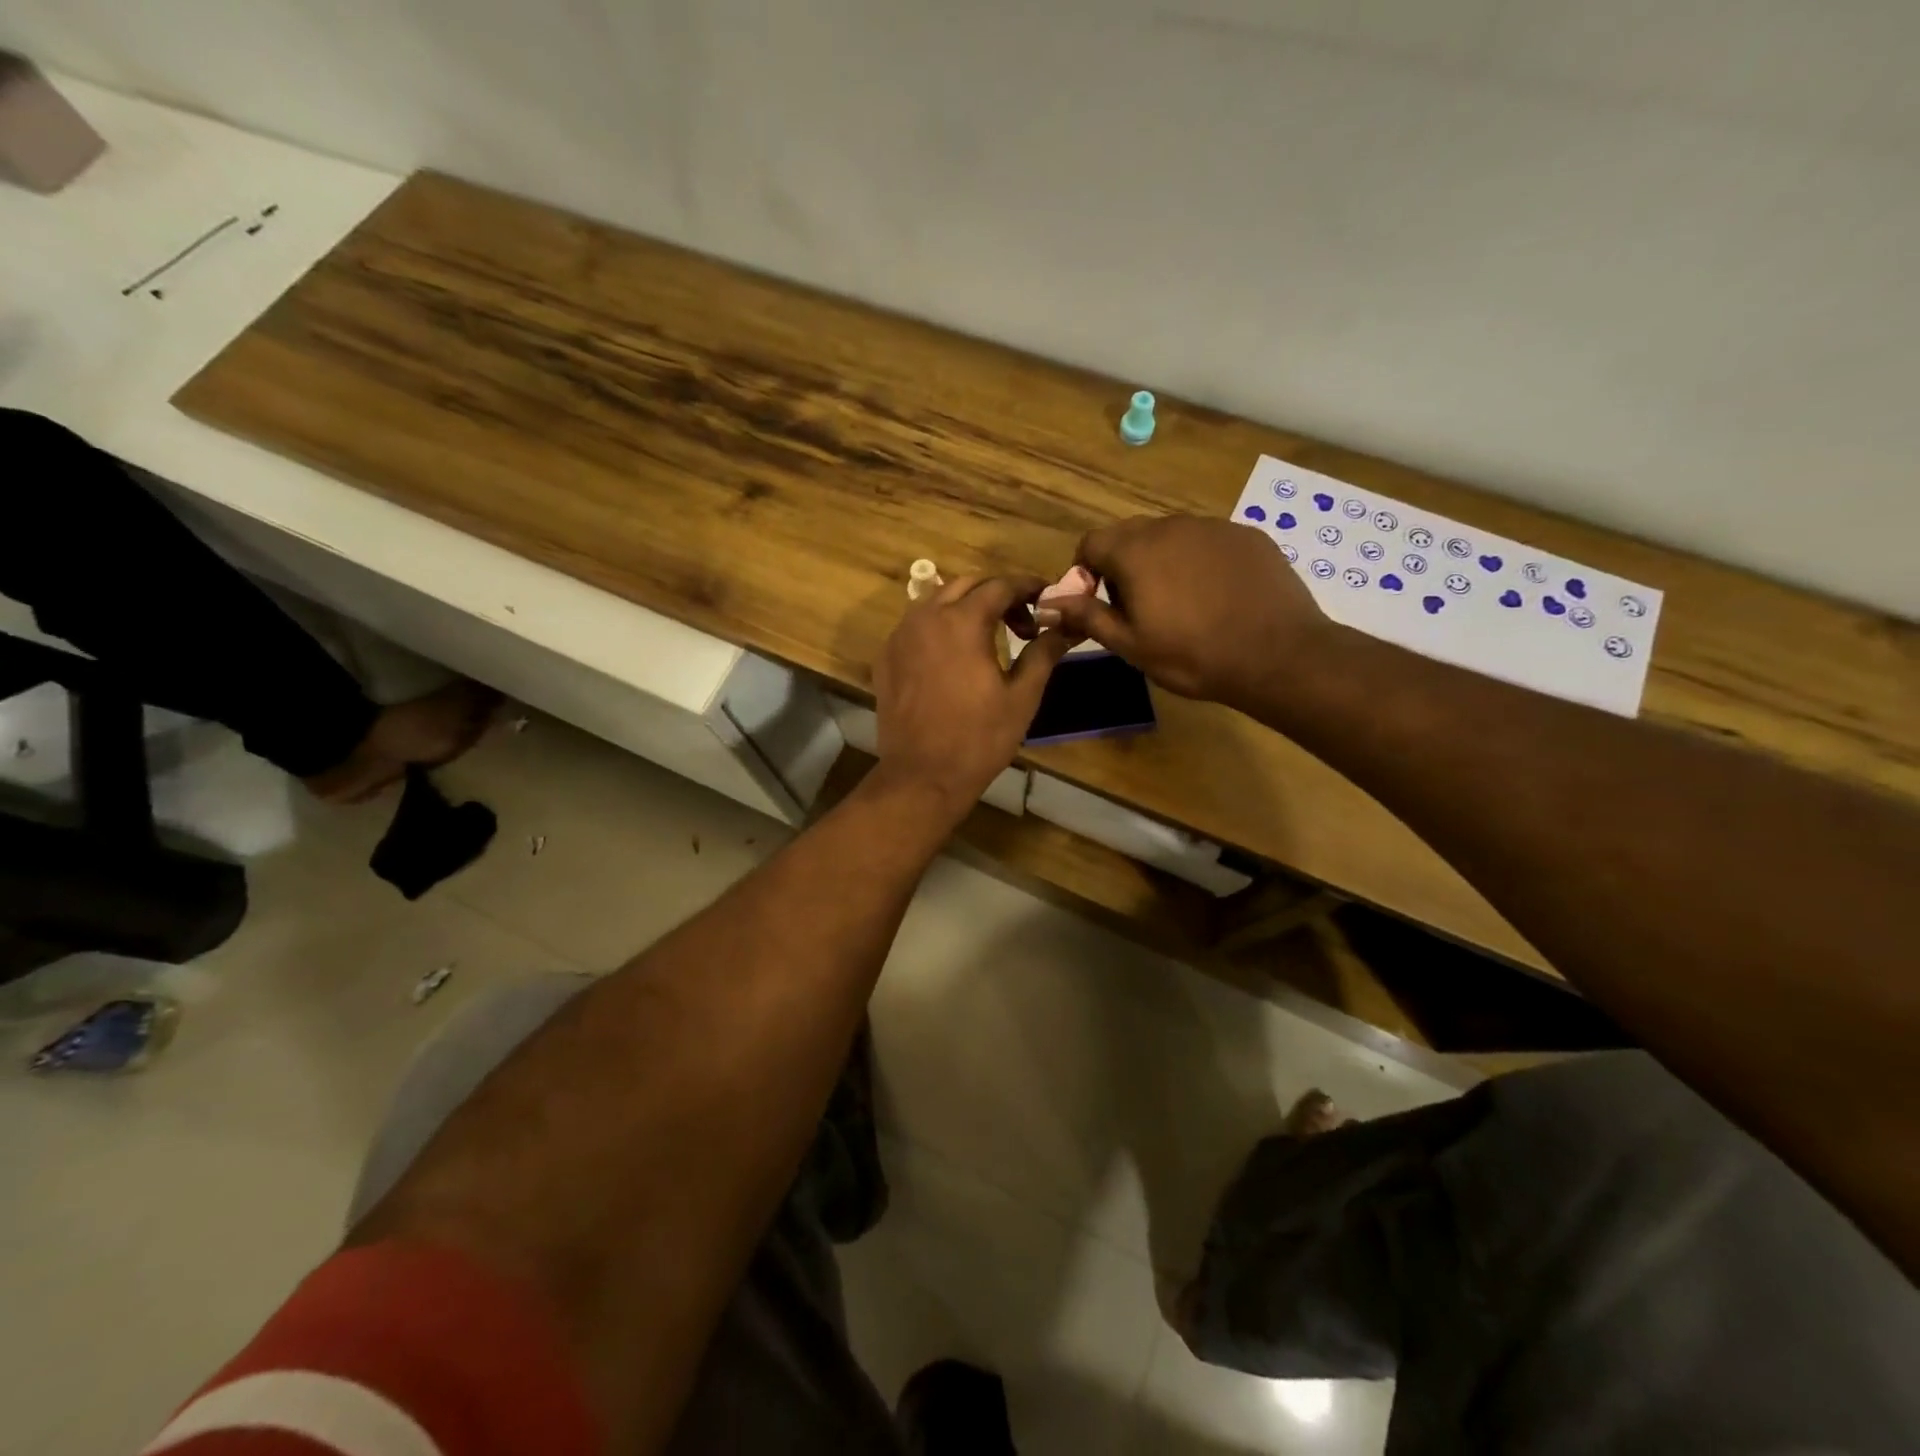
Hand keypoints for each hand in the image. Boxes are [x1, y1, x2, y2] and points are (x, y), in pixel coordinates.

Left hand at [874, 574, 1074, 815]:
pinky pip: (915, 626)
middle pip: (966, 586)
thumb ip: (1043, 653)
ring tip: (988, 636)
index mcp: (962, 621)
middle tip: (1021, 623)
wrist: (922, 776)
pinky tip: (954, 656)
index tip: (1046, 598)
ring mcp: (900, 637)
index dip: (1027, 587)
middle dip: (997, 594)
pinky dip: (939, 627)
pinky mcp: (886, 658)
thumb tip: (1064, 628)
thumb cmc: (979, 738)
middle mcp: (926, 617)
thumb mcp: (1022, 697)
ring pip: (936, 602)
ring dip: (965, 607)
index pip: (999, 585)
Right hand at [1043, 515, 1328, 709]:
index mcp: (1135, 551)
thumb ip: (1086, 616)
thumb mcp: (1130, 644)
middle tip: (1140, 608)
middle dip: (1124, 565)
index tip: (1100, 604)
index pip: (1090, 543)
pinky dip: (1200, 562)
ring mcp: (1213, 527)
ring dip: (1163, 562)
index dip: (1086, 573)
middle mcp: (1171, 526)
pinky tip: (1217, 596)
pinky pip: (1208, 542)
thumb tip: (1047, 602)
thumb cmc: (1193, 655)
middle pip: (1130, 535)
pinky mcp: (1247, 535)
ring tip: (1183, 604)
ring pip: (1170, 537)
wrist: (1278, 655)